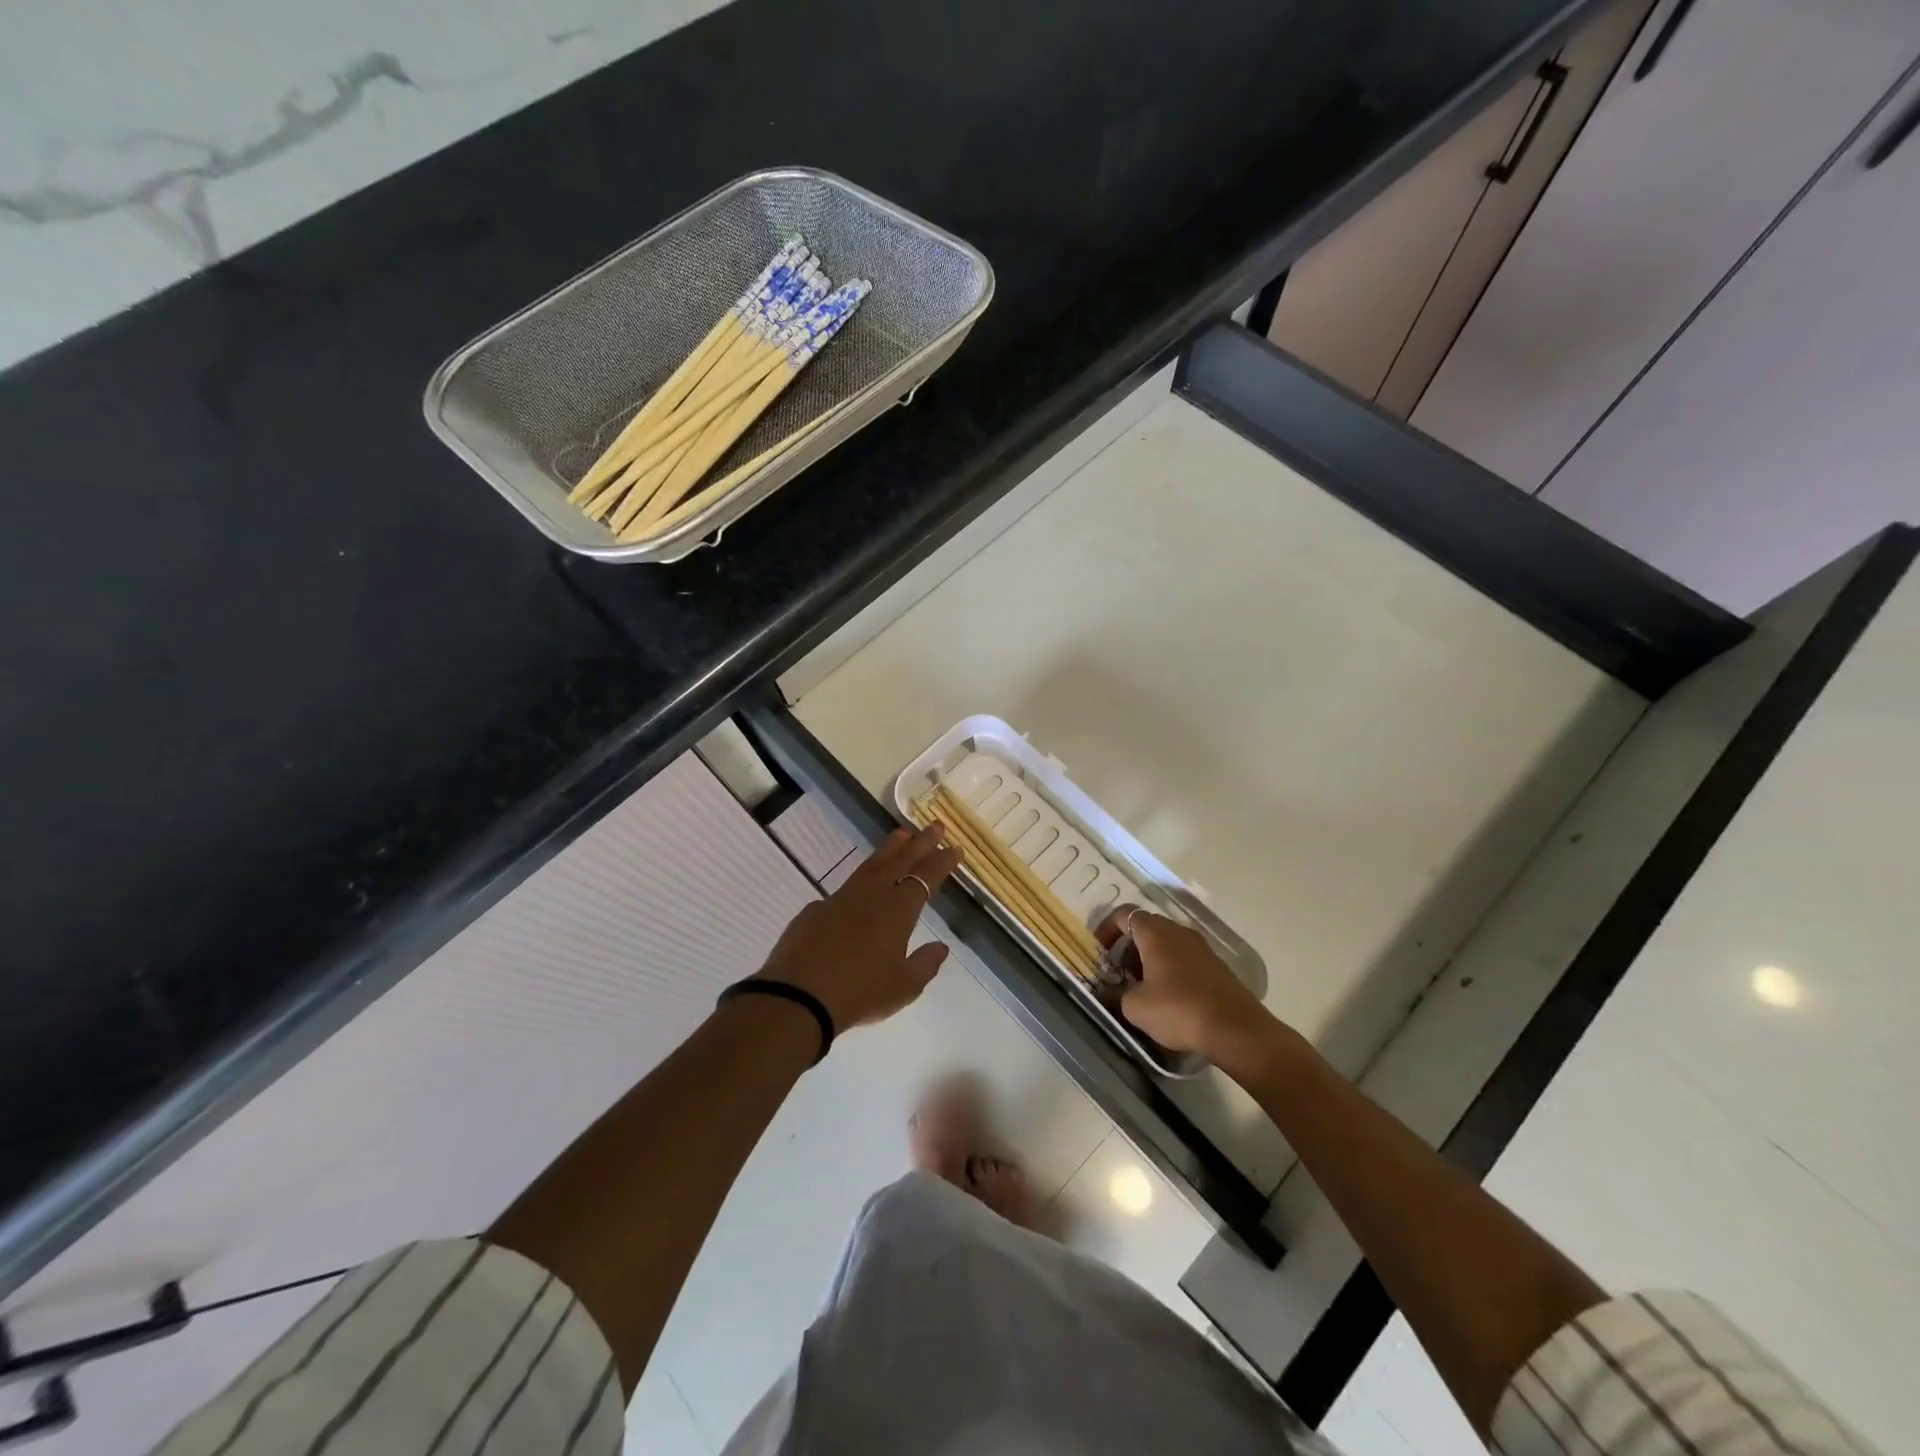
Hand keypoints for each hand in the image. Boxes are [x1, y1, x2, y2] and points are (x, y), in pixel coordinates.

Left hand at [757, 823, 959, 1032]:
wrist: (798, 997)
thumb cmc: (859, 992)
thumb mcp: (903, 987)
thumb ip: (925, 964)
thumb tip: (941, 947)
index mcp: (897, 911)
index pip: (925, 877)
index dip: (942, 862)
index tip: (954, 848)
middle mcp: (871, 896)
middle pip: (900, 861)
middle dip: (921, 843)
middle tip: (936, 826)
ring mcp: (840, 899)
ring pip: (871, 866)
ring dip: (890, 849)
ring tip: (902, 834)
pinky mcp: (816, 910)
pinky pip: (845, 889)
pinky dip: (860, 880)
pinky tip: (860, 887)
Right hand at [1096, 906, 1274, 1062]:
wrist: (1236, 1029)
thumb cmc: (1179, 1010)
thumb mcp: (1136, 1007)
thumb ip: (1116, 995)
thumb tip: (1106, 993)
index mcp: (1155, 933)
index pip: (1124, 914)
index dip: (1107, 929)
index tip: (1100, 952)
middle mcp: (1178, 931)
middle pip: (1146, 927)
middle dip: (1128, 946)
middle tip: (1119, 972)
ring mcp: (1201, 946)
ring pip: (1166, 942)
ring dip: (1149, 958)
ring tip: (1142, 987)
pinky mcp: (1216, 965)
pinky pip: (1184, 957)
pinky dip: (1170, 968)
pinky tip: (1169, 996)